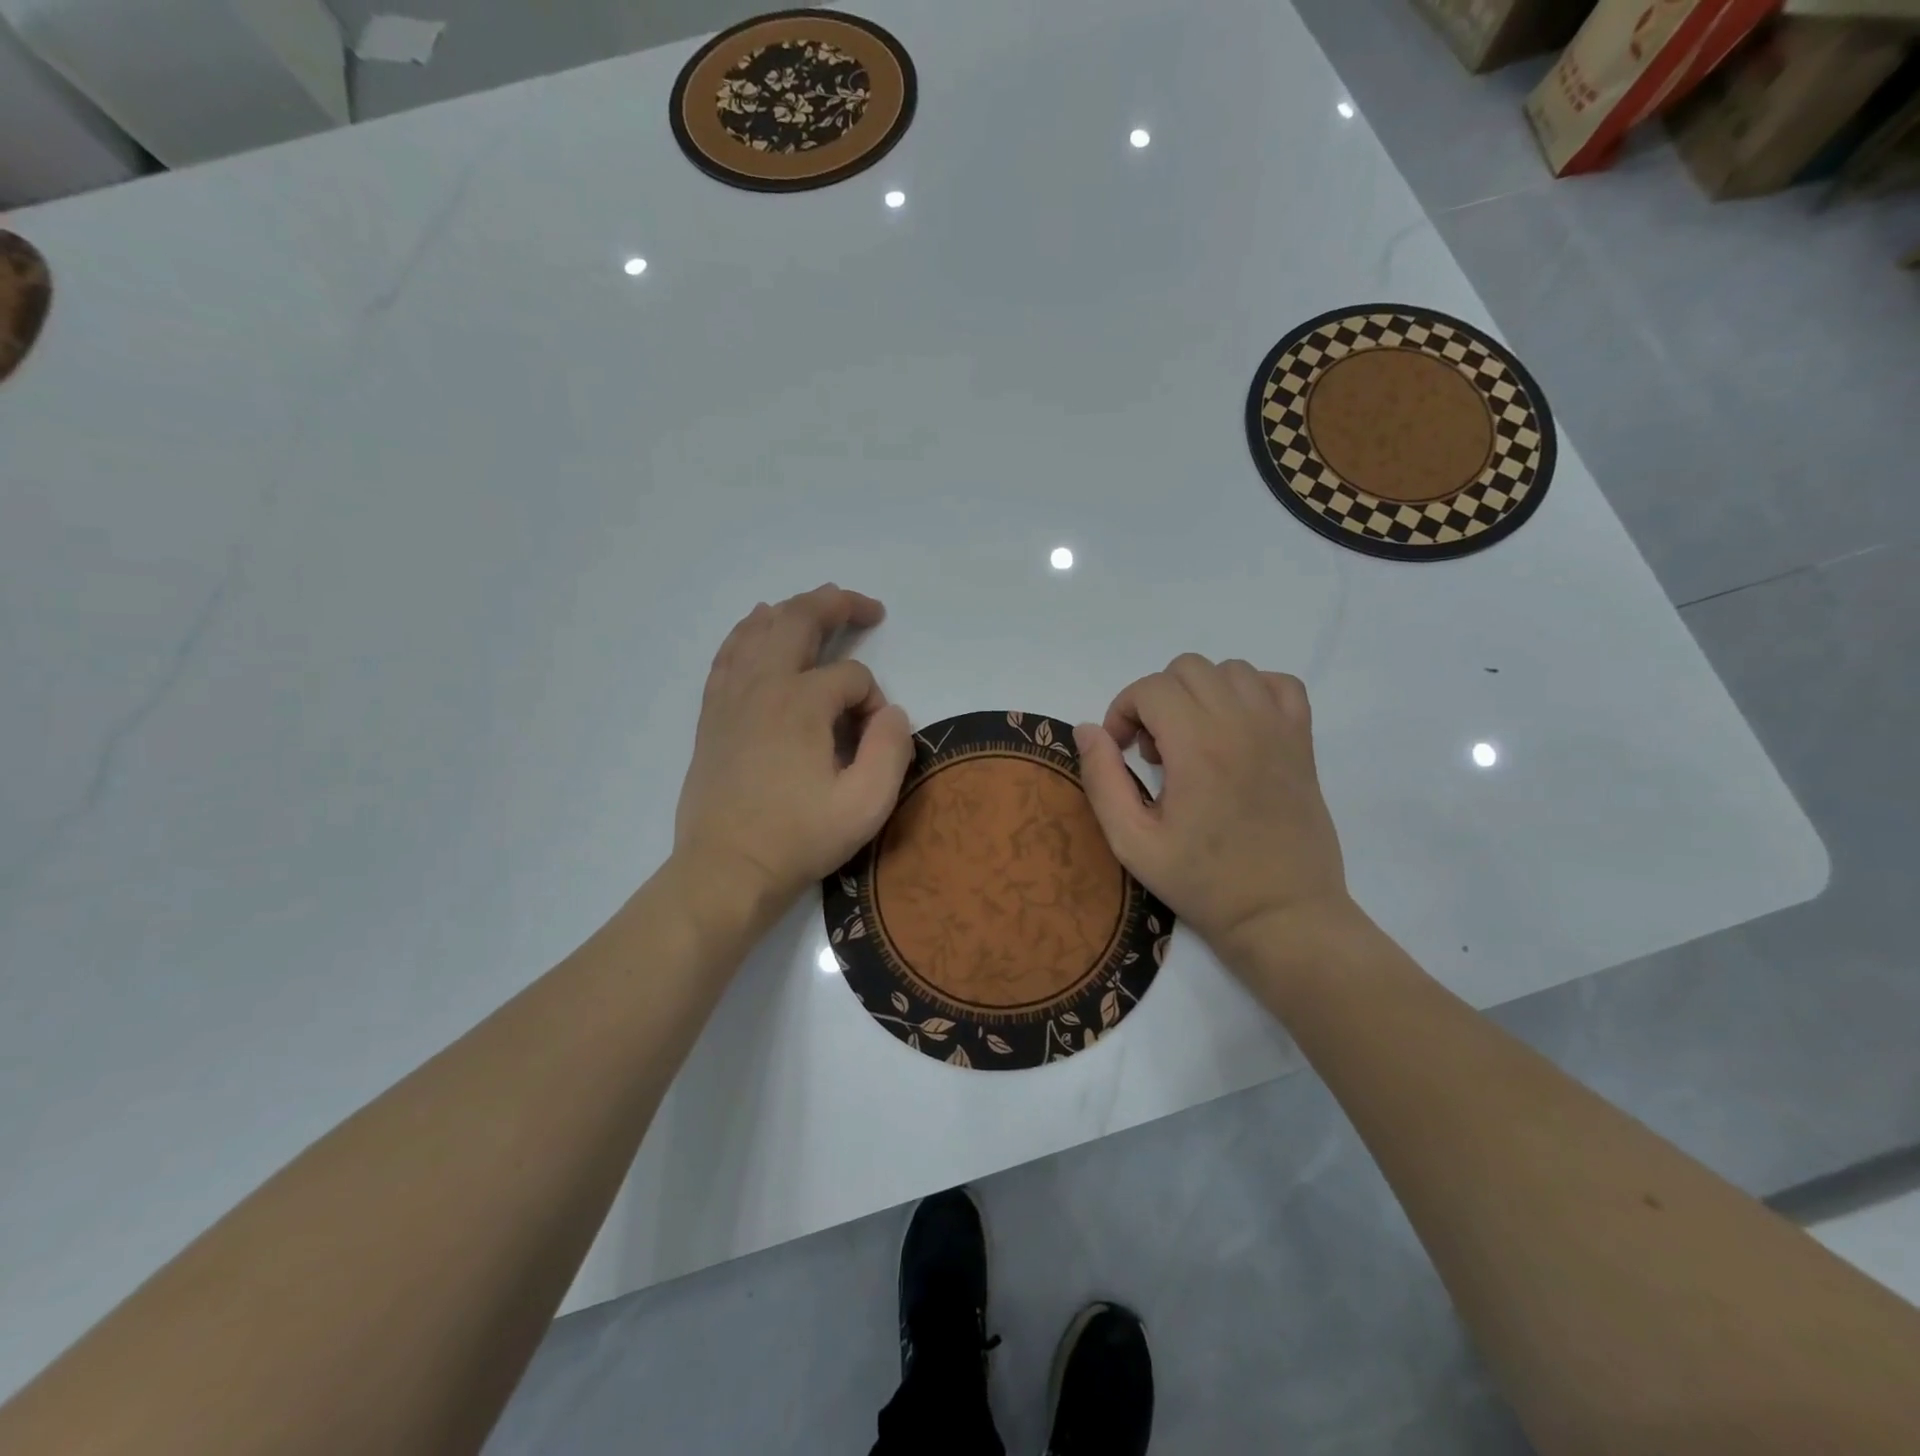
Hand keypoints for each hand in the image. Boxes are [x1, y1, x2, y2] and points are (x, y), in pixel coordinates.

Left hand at [674, 585, 912, 921]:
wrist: (726, 870)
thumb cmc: (798, 839)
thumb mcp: (866, 805)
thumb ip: (892, 749)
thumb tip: (892, 712)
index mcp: (801, 703)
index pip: (852, 677)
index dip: (874, 701)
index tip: (873, 740)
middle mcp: (762, 685)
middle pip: (799, 621)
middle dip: (838, 607)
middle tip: (867, 607)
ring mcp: (731, 696)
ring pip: (761, 629)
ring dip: (794, 609)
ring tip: (821, 605)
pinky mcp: (713, 713)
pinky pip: (729, 653)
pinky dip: (749, 630)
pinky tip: (758, 624)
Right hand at [1073, 655, 1352, 965]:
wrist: (1282, 913)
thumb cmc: (1203, 882)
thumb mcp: (1132, 842)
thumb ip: (1102, 780)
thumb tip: (1088, 728)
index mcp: (1198, 746)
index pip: (1150, 688)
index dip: (1123, 711)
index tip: (1123, 752)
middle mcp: (1241, 723)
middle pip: (1186, 669)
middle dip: (1157, 700)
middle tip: (1156, 752)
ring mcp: (1278, 728)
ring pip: (1230, 670)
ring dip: (1200, 694)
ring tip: (1194, 740)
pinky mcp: (1302, 741)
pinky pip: (1278, 684)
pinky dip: (1251, 692)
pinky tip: (1236, 727)